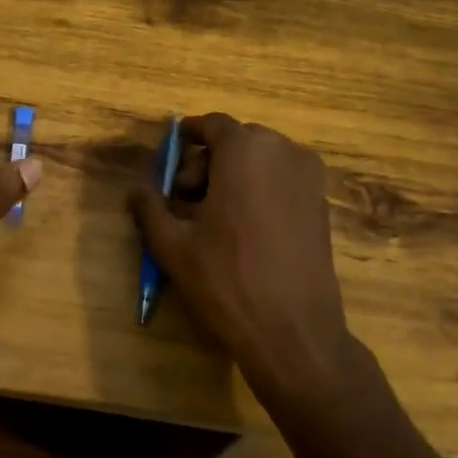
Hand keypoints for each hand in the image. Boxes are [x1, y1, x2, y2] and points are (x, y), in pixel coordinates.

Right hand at [130, 114, 353, 409]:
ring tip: (212, 218)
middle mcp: (283, 151)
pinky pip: (282, 180)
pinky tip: (243, 229)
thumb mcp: (173, 245)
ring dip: (233, 176)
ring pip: (261, 160)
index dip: (187, 136)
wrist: (294, 332)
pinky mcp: (322, 203)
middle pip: (236, 141)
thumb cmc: (227, 280)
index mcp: (245, 150)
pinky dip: (259, 190)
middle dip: (207, 163)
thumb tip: (135, 189)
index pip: (212, 124)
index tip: (170, 156)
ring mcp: (309, 177)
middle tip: (184, 200)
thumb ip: (149, 207)